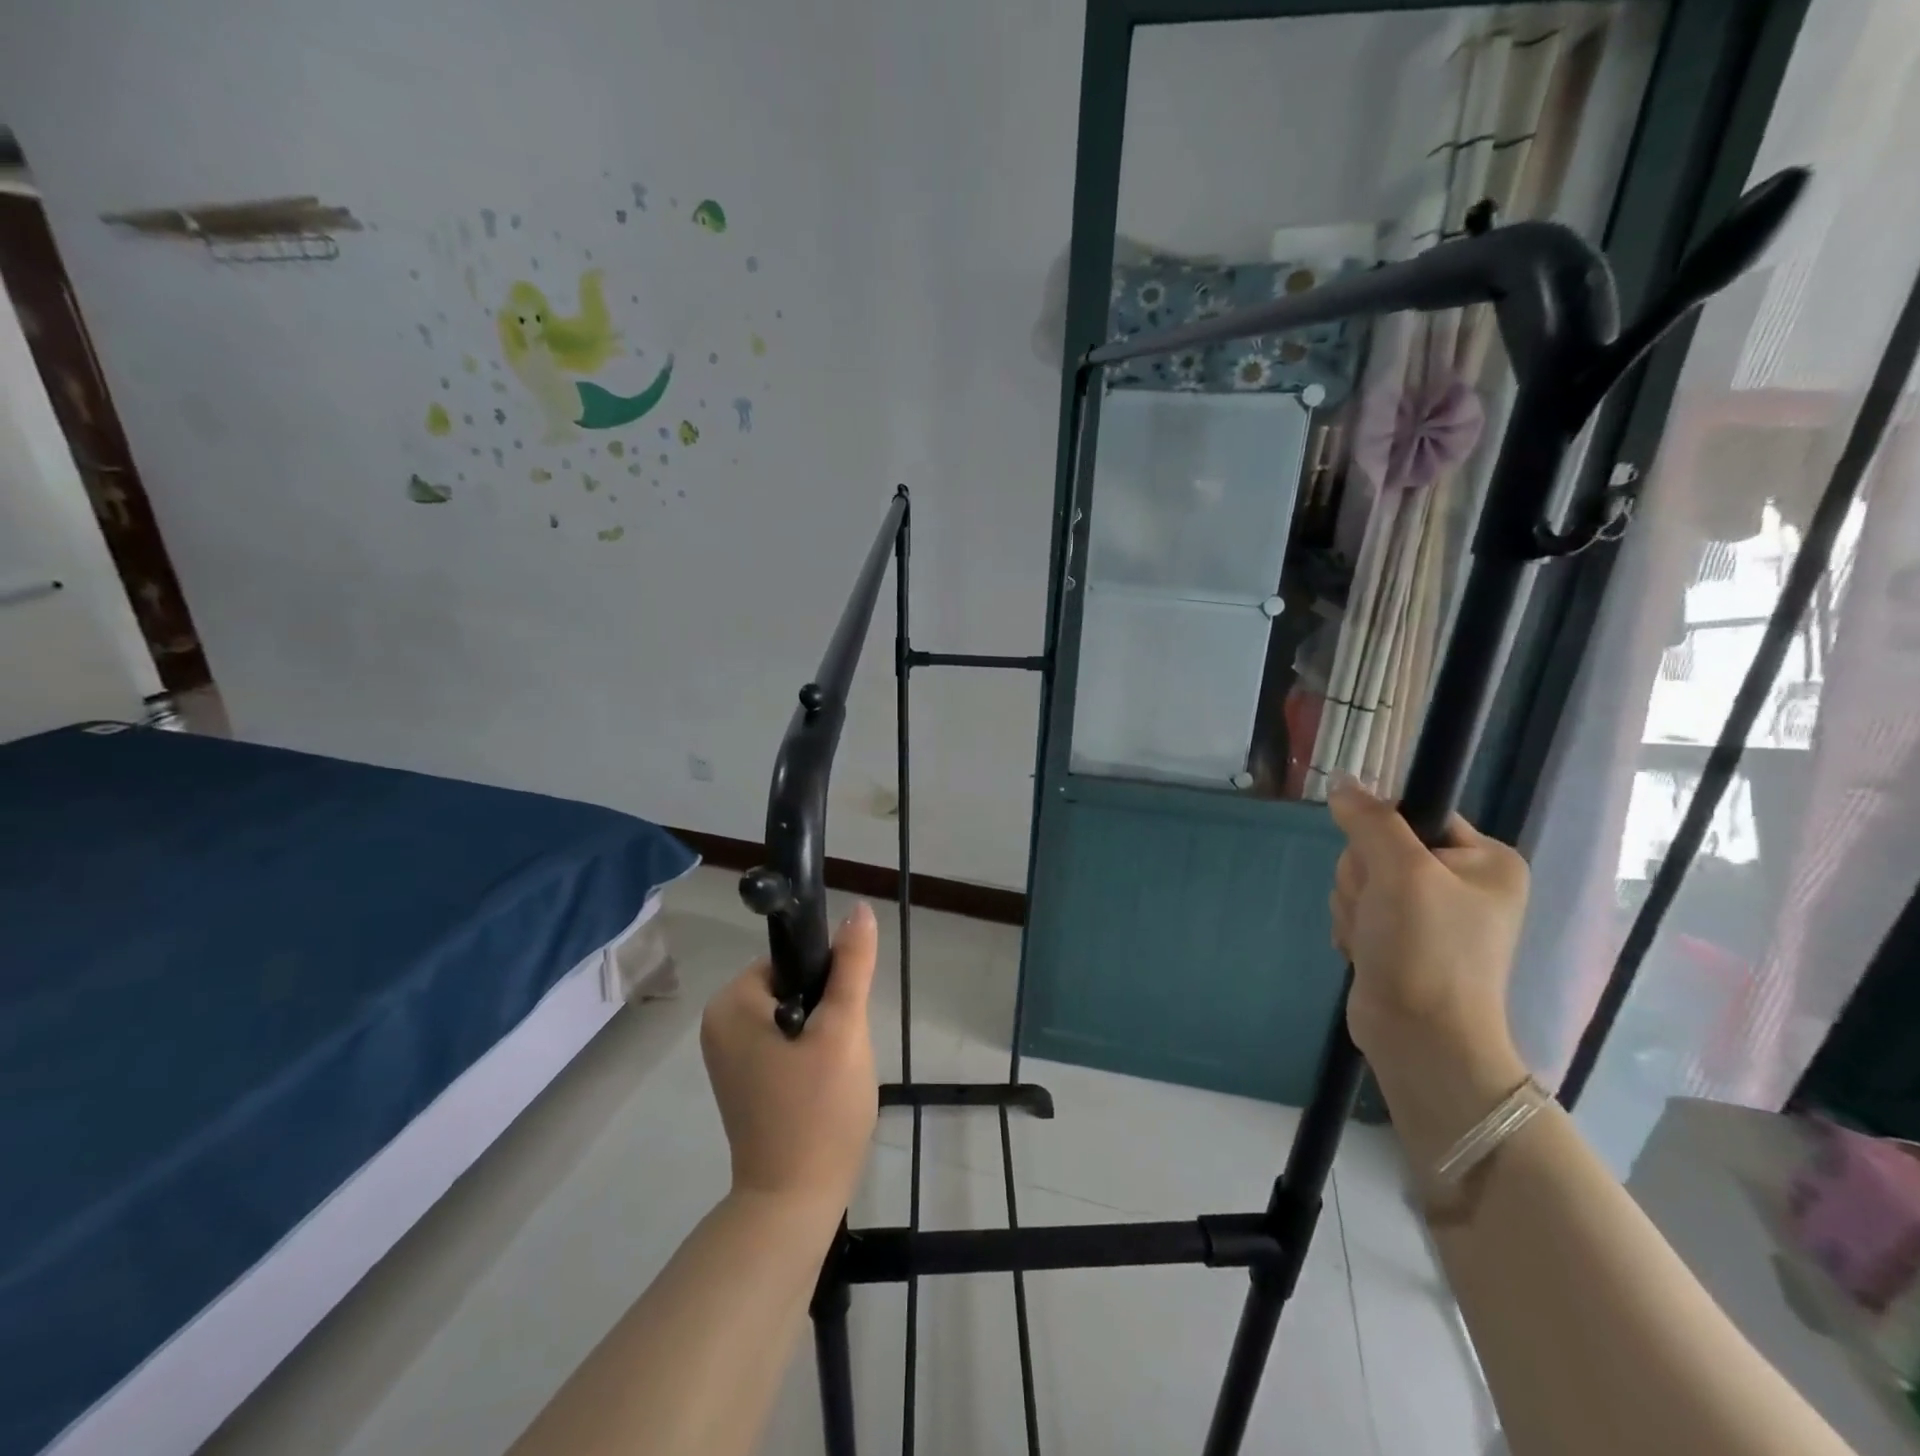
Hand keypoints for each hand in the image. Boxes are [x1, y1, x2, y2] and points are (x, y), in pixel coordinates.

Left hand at [700, 903, 879, 1216]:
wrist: (794, 1203)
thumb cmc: (818, 1110)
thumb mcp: (843, 1029)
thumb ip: (852, 965)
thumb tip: (860, 908)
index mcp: (731, 1003)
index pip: (792, 959)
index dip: (828, 981)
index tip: (843, 1018)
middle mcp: (719, 1023)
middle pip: (793, 986)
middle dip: (827, 1012)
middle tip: (840, 1052)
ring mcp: (728, 1055)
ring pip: (795, 1016)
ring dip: (822, 1035)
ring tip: (833, 1073)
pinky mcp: (742, 1080)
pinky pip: (784, 1043)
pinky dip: (808, 1055)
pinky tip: (822, 1087)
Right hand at [1327, 779, 1528, 1088]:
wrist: (1420, 1037)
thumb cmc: (1425, 949)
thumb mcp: (1400, 872)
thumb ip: (1370, 820)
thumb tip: (1341, 780)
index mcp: (1486, 860)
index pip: (1414, 814)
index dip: (1383, 834)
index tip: (1383, 866)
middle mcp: (1463, 883)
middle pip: (1378, 847)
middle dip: (1363, 878)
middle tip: (1379, 910)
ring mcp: (1430, 914)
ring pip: (1360, 878)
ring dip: (1353, 905)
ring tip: (1373, 938)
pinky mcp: (1399, 939)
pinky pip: (1357, 908)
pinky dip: (1353, 927)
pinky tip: (1366, 951)